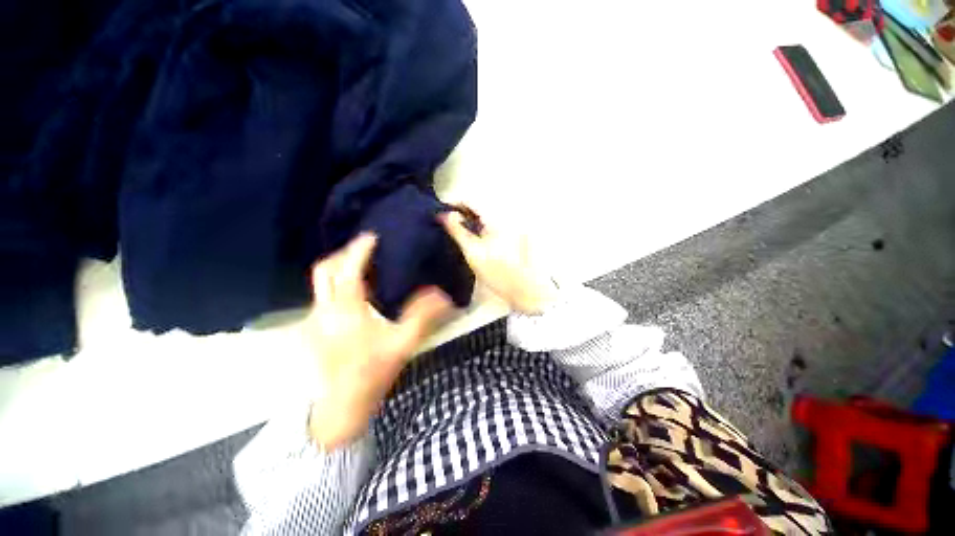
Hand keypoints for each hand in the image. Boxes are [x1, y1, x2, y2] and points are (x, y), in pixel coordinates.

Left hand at [305, 233, 451, 448]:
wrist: (339, 407)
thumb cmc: (371, 374)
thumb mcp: (402, 345)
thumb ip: (422, 317)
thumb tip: (442, 294)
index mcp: (346, 313)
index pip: (348, 271)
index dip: (359, 250)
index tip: (373, 236)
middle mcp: (324, 310)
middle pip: (324, 270)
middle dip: (344, 253)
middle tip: (367, 247)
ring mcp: (314, 319)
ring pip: (320, 281)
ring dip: (339, 266)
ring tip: (363, 262)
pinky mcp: (313, 326)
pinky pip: (323, 293)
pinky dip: (337, 282)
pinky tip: (356, 288)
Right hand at [441, 212, 555, 313]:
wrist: (522, 289)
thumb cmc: (496, 272)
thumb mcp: (472, 251)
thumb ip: (457, 230)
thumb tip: (445, 214)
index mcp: (497, 217)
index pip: (471, 200)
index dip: (454, 204)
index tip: (442, 213)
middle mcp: (506, 216)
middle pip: (479, 207)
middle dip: (463, 213)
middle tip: (449, 224)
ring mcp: (512, 225)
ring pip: (486, 216)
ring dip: (471, 220)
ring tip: (459, 232)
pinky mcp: (514, 235)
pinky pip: (493, 224)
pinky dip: (482, 227)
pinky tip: (475, 239)